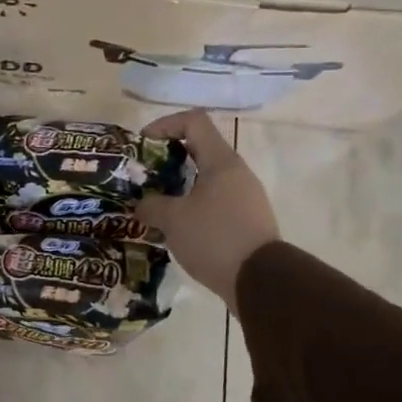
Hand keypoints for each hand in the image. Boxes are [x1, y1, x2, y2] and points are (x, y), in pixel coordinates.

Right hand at [135, 111, 280, 308]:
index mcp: (221, 161)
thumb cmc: (214, 238)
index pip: (194, 121)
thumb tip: (141, 204)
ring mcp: (245, 197)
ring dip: (180, 186)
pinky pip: (215, 202)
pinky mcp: (246, 220)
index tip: (143, 143)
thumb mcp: (173, 220)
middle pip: (200, 149)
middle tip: (145, 177)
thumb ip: (151, 205)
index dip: (165, 124)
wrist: (259, 280)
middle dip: (168, 159)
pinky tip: (177, 228)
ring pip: (206, 179)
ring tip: (156, 205)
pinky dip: (193, 206)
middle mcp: (236, 172)